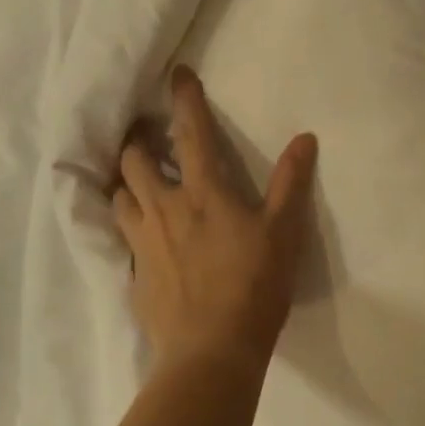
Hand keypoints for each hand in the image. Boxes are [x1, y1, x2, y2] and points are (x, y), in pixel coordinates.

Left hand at [114, 67, 318, 372]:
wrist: (212, 351)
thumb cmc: (254, 286)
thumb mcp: (284, 233)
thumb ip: (292, 183)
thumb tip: (305, 137)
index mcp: (203, 193)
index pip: (190, 132)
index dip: (184, 99)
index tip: (176, 74)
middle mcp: (164, 208)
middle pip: (134, 160)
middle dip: (138, 143)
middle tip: (148, 141)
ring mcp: (143, 242)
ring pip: (120, 197)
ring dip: (127, 184)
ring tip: (138, 185)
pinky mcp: (133, 274)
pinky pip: (122, 239)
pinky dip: (130, 227)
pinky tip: (142, 238)